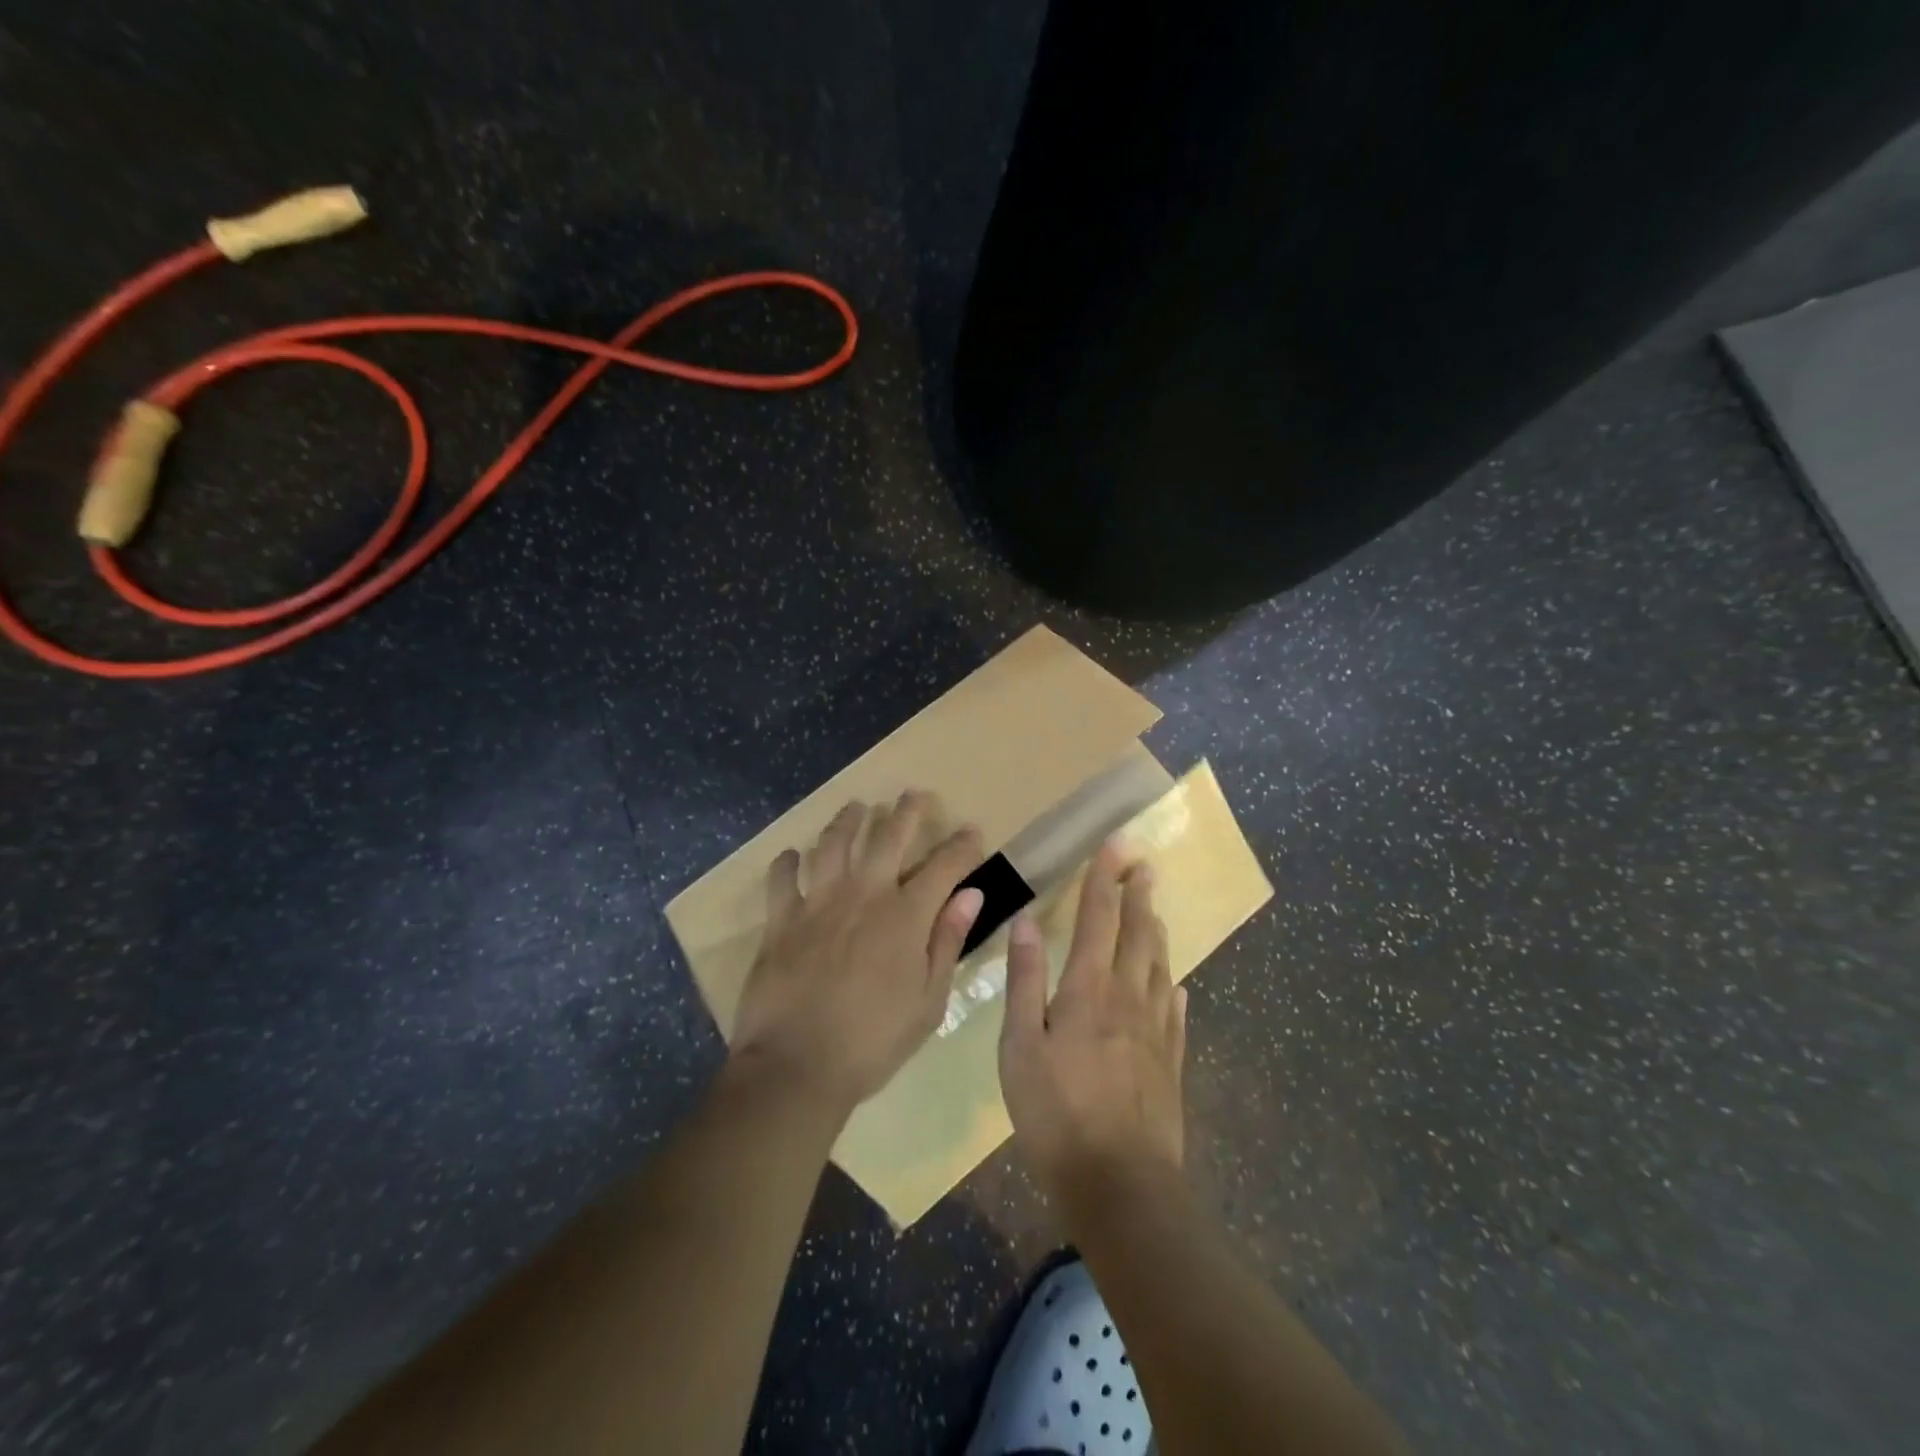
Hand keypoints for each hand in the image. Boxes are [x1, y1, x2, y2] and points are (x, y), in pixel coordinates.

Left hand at [730, 792, 984, 1113]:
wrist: (797, 1065)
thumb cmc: (873, 1041)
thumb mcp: (928, 1001)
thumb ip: (948, 942)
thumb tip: (971, 895)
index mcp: (906, 915)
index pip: (944, 866)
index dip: (961, 845)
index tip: (971, 831)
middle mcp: (864, 894)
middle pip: (888, 836)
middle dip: (906, 811)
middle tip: (913, 794)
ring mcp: (818, 901)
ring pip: (834, 843)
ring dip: (848, 820)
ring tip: (856, 808)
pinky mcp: (781, 918)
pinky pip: (782, 877)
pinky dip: (788, 863)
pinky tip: (793, 857)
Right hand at [999, 841, 1186, 1196]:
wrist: (1121, 1185)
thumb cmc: (1056, 1114)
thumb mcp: (1020, 1047)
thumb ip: (1025, 981)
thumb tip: (1028, 922)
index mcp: (1089, 989)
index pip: (1097, 918)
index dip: (1104, 878)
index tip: (1116, 844)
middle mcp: (1128, 998)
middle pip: (1137, 934)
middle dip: (1138, 895)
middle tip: (1144, 865)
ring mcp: (1155, 1031)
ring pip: (1158, 966)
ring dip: (1156, 932)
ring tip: (1154, 910)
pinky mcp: (1170, 1063)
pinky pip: (1174, 1013)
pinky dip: (1172, 987)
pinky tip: (1175, 984)